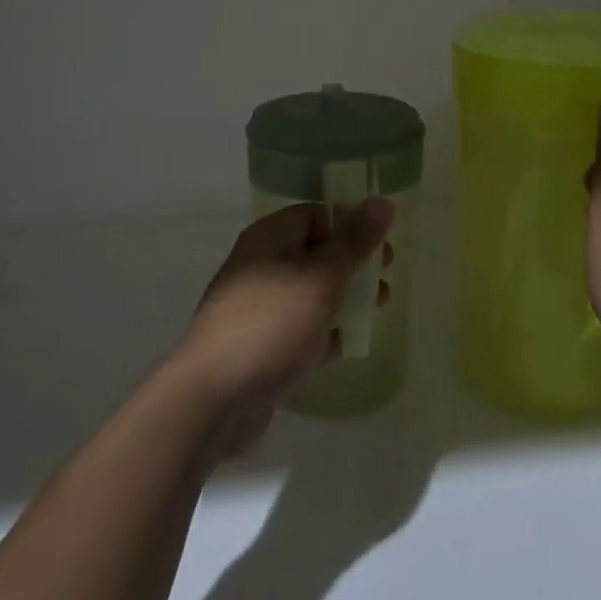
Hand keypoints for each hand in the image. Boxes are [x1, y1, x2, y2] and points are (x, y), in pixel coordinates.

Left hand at [176, 200, 393, 452]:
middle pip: (316, 253)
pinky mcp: (264, 347)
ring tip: (378, 309)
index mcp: (269, 238)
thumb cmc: (271, 323)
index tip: (381, 243)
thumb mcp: (320, 277)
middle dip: (353, 263)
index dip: (348, 223)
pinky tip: (352, 342)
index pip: (315, 215)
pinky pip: (303, 329)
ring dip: (345, 297)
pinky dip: (327, 331)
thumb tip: (381, 202)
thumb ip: (354, 242)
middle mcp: (262, 266)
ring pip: (312, 293)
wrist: (215, 397)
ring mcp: (261, 309)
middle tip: (385, 276)